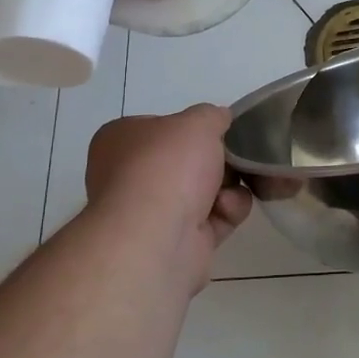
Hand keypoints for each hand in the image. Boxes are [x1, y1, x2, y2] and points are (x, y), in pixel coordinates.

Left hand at [85, 106, 251, 288]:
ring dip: (227, 187)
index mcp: (120, 140)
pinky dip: (226, 211)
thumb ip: (213, 115)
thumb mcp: (198, 122)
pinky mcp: (177, 242)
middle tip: (237, 157)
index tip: (221, 130)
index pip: (162, 127)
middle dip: (219, 160)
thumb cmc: (167, 166)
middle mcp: (130, 175)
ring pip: (205, 190)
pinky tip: (225, 210)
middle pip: (188, 161)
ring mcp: (152, 212)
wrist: (156, 238)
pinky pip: (213, 218)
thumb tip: (221, 119)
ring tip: (229, 189)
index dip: (194, 127)